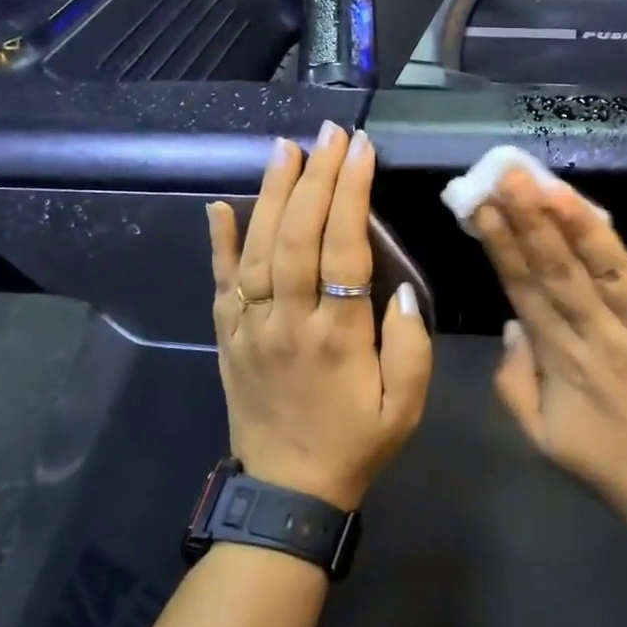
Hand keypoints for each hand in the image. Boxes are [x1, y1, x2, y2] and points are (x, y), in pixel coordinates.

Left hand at [207, 124, 432, 510]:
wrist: (287, 493)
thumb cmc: (355, 444)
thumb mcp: (404, 407)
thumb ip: (409, 346)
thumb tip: (398, 287)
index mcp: (337, 336)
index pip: (343, 248)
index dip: (351, 193)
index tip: (361, 150)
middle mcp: (287, 322)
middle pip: (296, 236)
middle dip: (314, 177)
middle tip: (328, 132)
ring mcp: (249, 328)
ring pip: (256, 249)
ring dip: (270, 194)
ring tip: (284, 148)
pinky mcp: (227, 338)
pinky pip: (219, 284)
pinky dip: (218, 242)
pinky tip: (219, 205)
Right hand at [474, 171, 626, 531]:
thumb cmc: (605, 461)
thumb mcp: (540, 436)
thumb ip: (514, 382)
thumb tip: (512, 323)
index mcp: (562, 359)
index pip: (525, 291)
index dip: (502, 246)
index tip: (482, 205)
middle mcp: (603, 338)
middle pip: (562, 272)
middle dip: (533, 221)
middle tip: (511, 175)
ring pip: (614, 275)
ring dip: (587, 231)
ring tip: (560, 189)